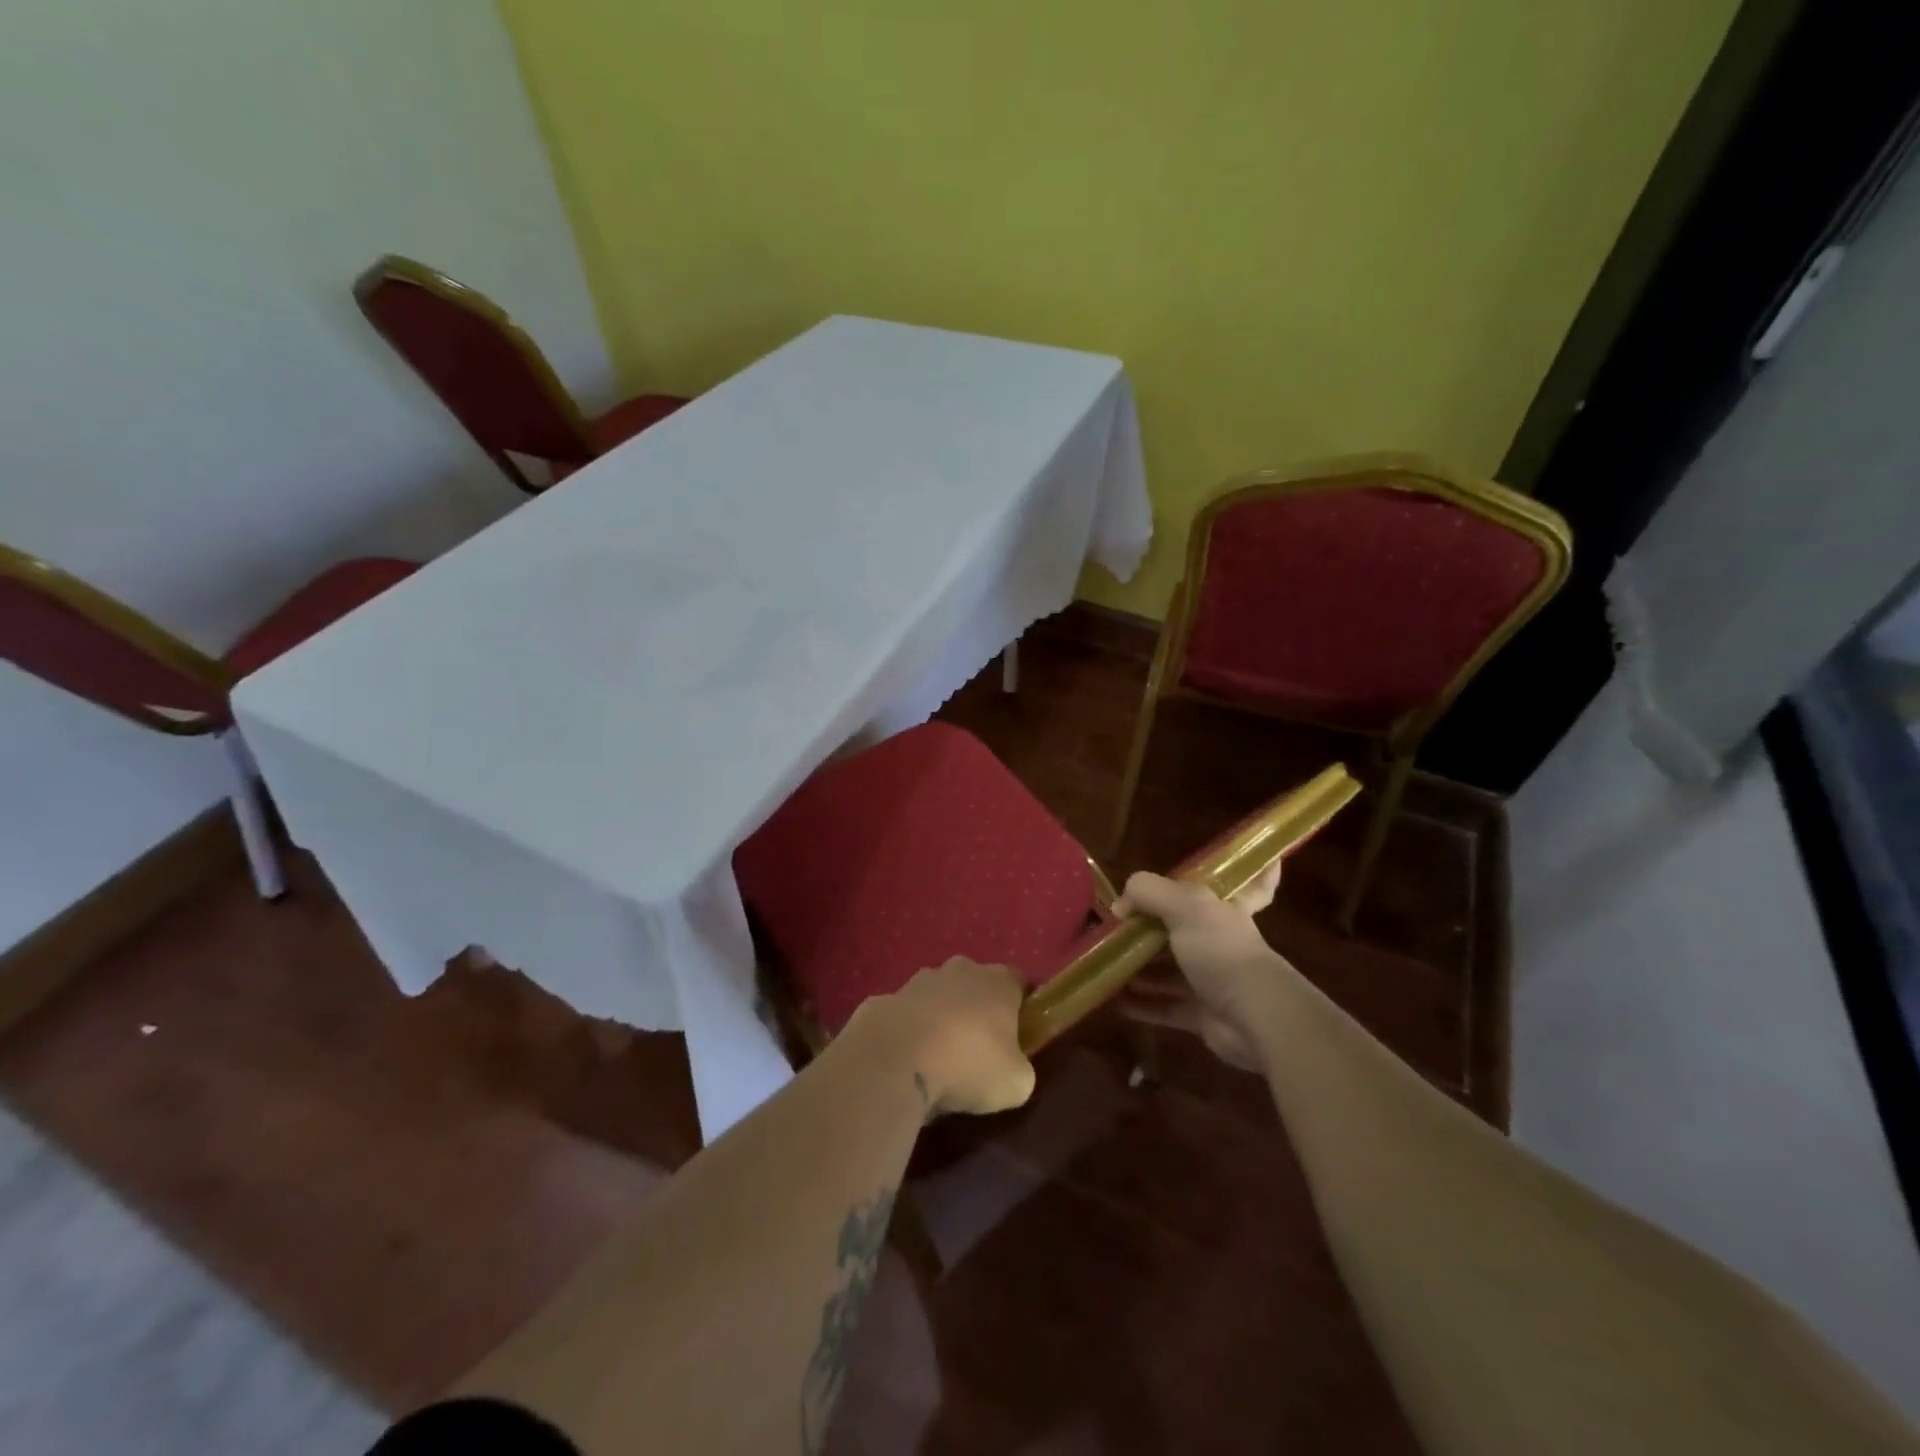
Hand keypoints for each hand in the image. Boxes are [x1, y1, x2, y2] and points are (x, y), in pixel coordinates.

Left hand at [852, 957, 1036, 1117]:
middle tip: (977, 1050)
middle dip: (977, 1010)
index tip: (1019, 1035)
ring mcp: (918, 981)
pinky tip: (904, 1063)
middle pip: (975, 984)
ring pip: (937, 996)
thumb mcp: (1015, 1083)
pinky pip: (904, 1016)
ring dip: (939, 1019)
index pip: (1018, 982)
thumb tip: (1012, 1068)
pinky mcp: (884, 999)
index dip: (1020, 1007)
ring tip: (937, 1060)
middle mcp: (960, 970)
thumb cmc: (967, 1065)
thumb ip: (1020, 1069)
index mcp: (997, 982)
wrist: (894, 1060)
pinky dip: (907, 1033)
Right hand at [1112, 863, 1291, 1071]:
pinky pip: (1164, 1005)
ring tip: (1105, 962)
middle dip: (1152, 928)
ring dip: (1140, 968)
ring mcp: (1210, 979)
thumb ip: (1147, 892)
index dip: (1257, 874)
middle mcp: (1219, 941)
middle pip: (1185, 929)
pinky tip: (1114, 998)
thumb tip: (1119, 907)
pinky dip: (1140, 1003)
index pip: (1250, 885)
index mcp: (1223, 909)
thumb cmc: (1221, 950)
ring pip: (1169, 969)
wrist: (1253, 1017)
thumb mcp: (1184, 905)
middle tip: (1115, 927)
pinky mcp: (1200, 1013)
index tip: (1260, 864)